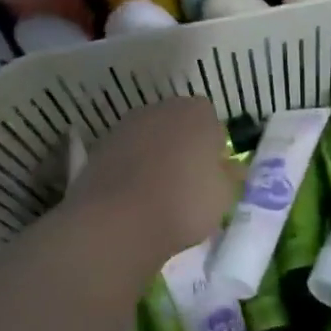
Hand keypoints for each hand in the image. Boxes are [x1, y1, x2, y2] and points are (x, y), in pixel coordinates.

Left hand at [63, 96, 239, 264]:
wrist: (117, 221)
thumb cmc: (183, 204)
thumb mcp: (223, 197)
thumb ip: (229, 177)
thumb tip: (230, 168)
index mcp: (196, 113)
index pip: (212, 122)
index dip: (214, 148)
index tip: (212, 175)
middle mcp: (160, 108)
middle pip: (178, 125)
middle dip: (183, 148)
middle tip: (187, 184)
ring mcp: (126, 126)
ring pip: (150, 139)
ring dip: (155, 157)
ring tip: (157, 195)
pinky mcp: (100, 147)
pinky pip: (126, 156)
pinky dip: (130, 170)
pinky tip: (132, 199)